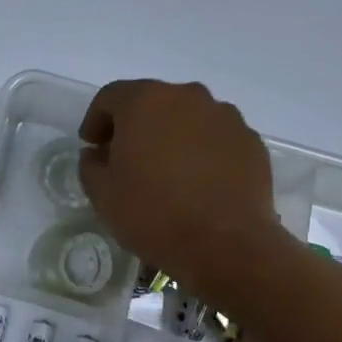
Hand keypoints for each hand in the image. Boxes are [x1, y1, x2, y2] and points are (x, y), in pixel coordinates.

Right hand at [78, 80, 281, 290]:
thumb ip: (91, 164)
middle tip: (127, 158)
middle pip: (151, 102)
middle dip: (135, 125)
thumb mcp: (102, 194)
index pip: (110, 97)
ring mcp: (224, 117)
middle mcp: (187, 96)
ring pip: (187, 118)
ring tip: (167, 171)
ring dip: (172, 136)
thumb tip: (98, 154)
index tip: (92, 146)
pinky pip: (216, 138)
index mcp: (145, 101)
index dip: (96, 120)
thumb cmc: (154, 213)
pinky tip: (199, 183)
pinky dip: (203, 151)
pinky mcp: (250, 141)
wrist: (227, 245)